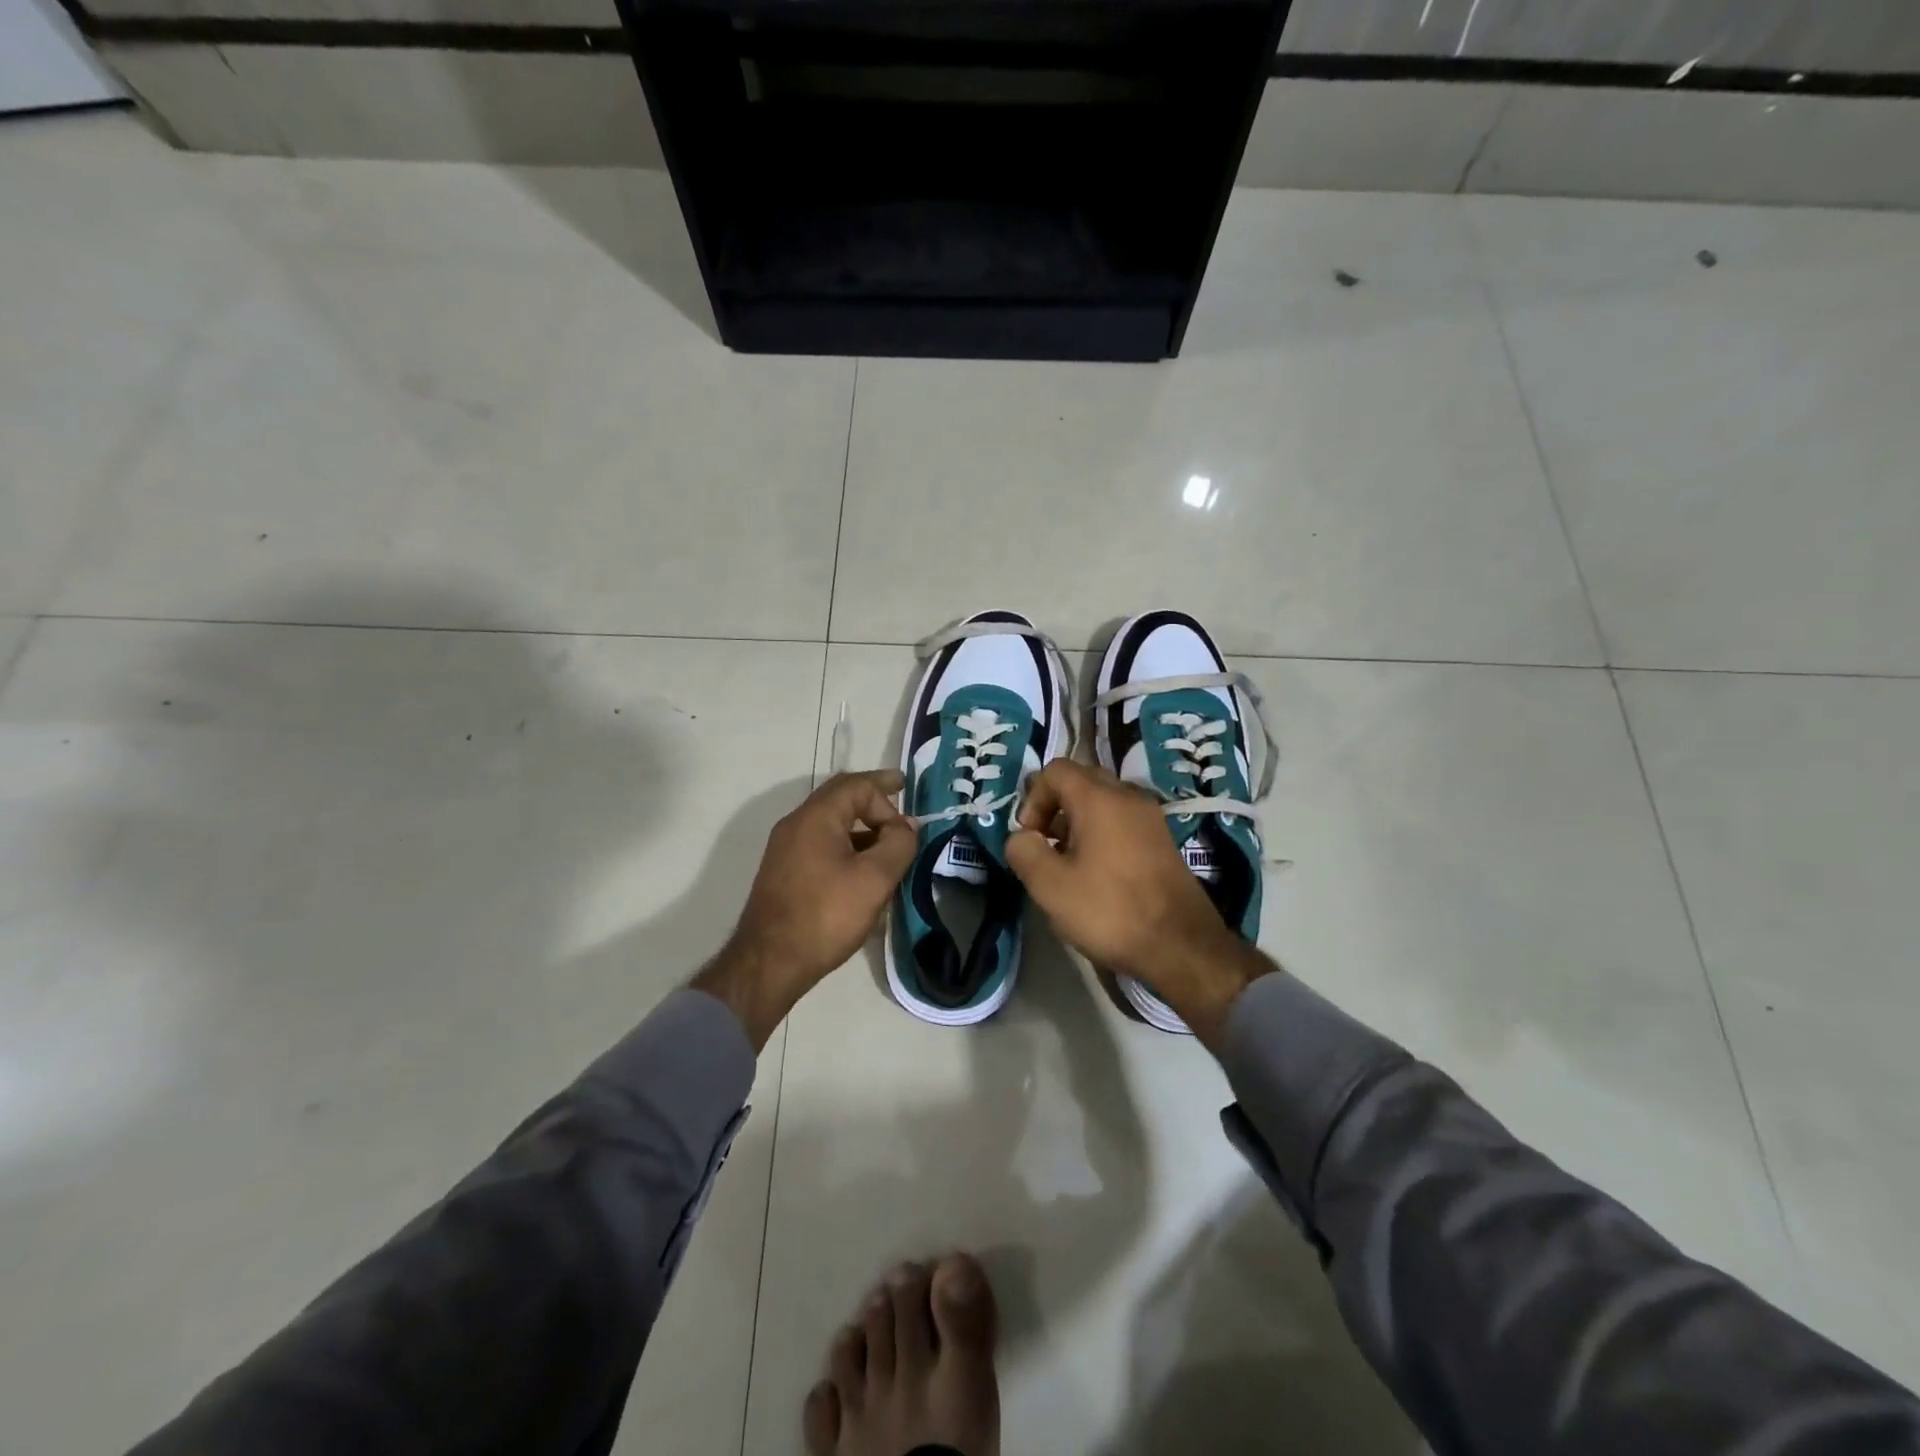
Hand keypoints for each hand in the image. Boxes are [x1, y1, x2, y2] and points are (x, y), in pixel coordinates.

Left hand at [694, 771, 916, 1049]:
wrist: (769, 963)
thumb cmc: (826, 915)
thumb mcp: (875, 879)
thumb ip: (898, 845)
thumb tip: (906, 826)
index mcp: (816, 817)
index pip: (857, 785)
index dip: (887, 795)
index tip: (909, 822)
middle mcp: (796, 824)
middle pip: (840, 796)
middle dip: (872, 797)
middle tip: (900, 795)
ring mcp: (786, 848)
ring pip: (830, 822)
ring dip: (861, 825)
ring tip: (888, 844)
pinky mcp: (784, 871)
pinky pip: (821, 843)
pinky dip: (846, 844)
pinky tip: (862, 870)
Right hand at [1004, 760, 1273, 1047]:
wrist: (1181, 946)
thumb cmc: (1110, 910)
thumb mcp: (1049, 886)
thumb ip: (1024, 851)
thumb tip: (1021, 837)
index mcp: (1099, 798)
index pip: (1055, 770)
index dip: (1033, 798)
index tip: (1030, 838)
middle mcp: (1128, 796)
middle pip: (1081, 780)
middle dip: (1055, 807)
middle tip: (1046, 846)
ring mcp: (1150, 818)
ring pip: (1103, 801)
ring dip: (1078, 822)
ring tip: (1068, 863)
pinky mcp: (1162, 841)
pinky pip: (1122, 821)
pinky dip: (1102, 834)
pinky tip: (1097, 873)